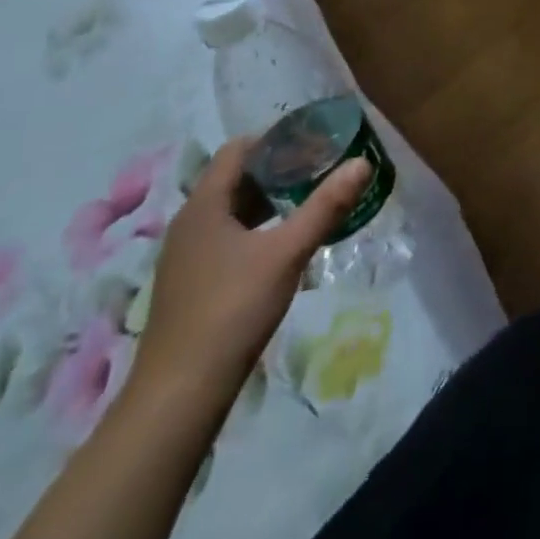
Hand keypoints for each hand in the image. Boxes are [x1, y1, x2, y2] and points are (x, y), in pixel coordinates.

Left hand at [130, 136, 371, 406]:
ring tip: (310, 201)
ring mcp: (187, 258)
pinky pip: (227, 239)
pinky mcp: (191, 286)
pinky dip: (257, 230)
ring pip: (232, 212)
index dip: (276, 139)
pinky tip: (285, 245)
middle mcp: (189, 225)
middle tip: (321, 168)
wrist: (177, 399)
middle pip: (236, 179)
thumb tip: (362, 162)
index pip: (239, 150)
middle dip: (279, 169)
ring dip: (269, 202)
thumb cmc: (230, 310)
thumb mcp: (287, 254)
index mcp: (204, 206)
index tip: (314, 141)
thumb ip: (325, 206)